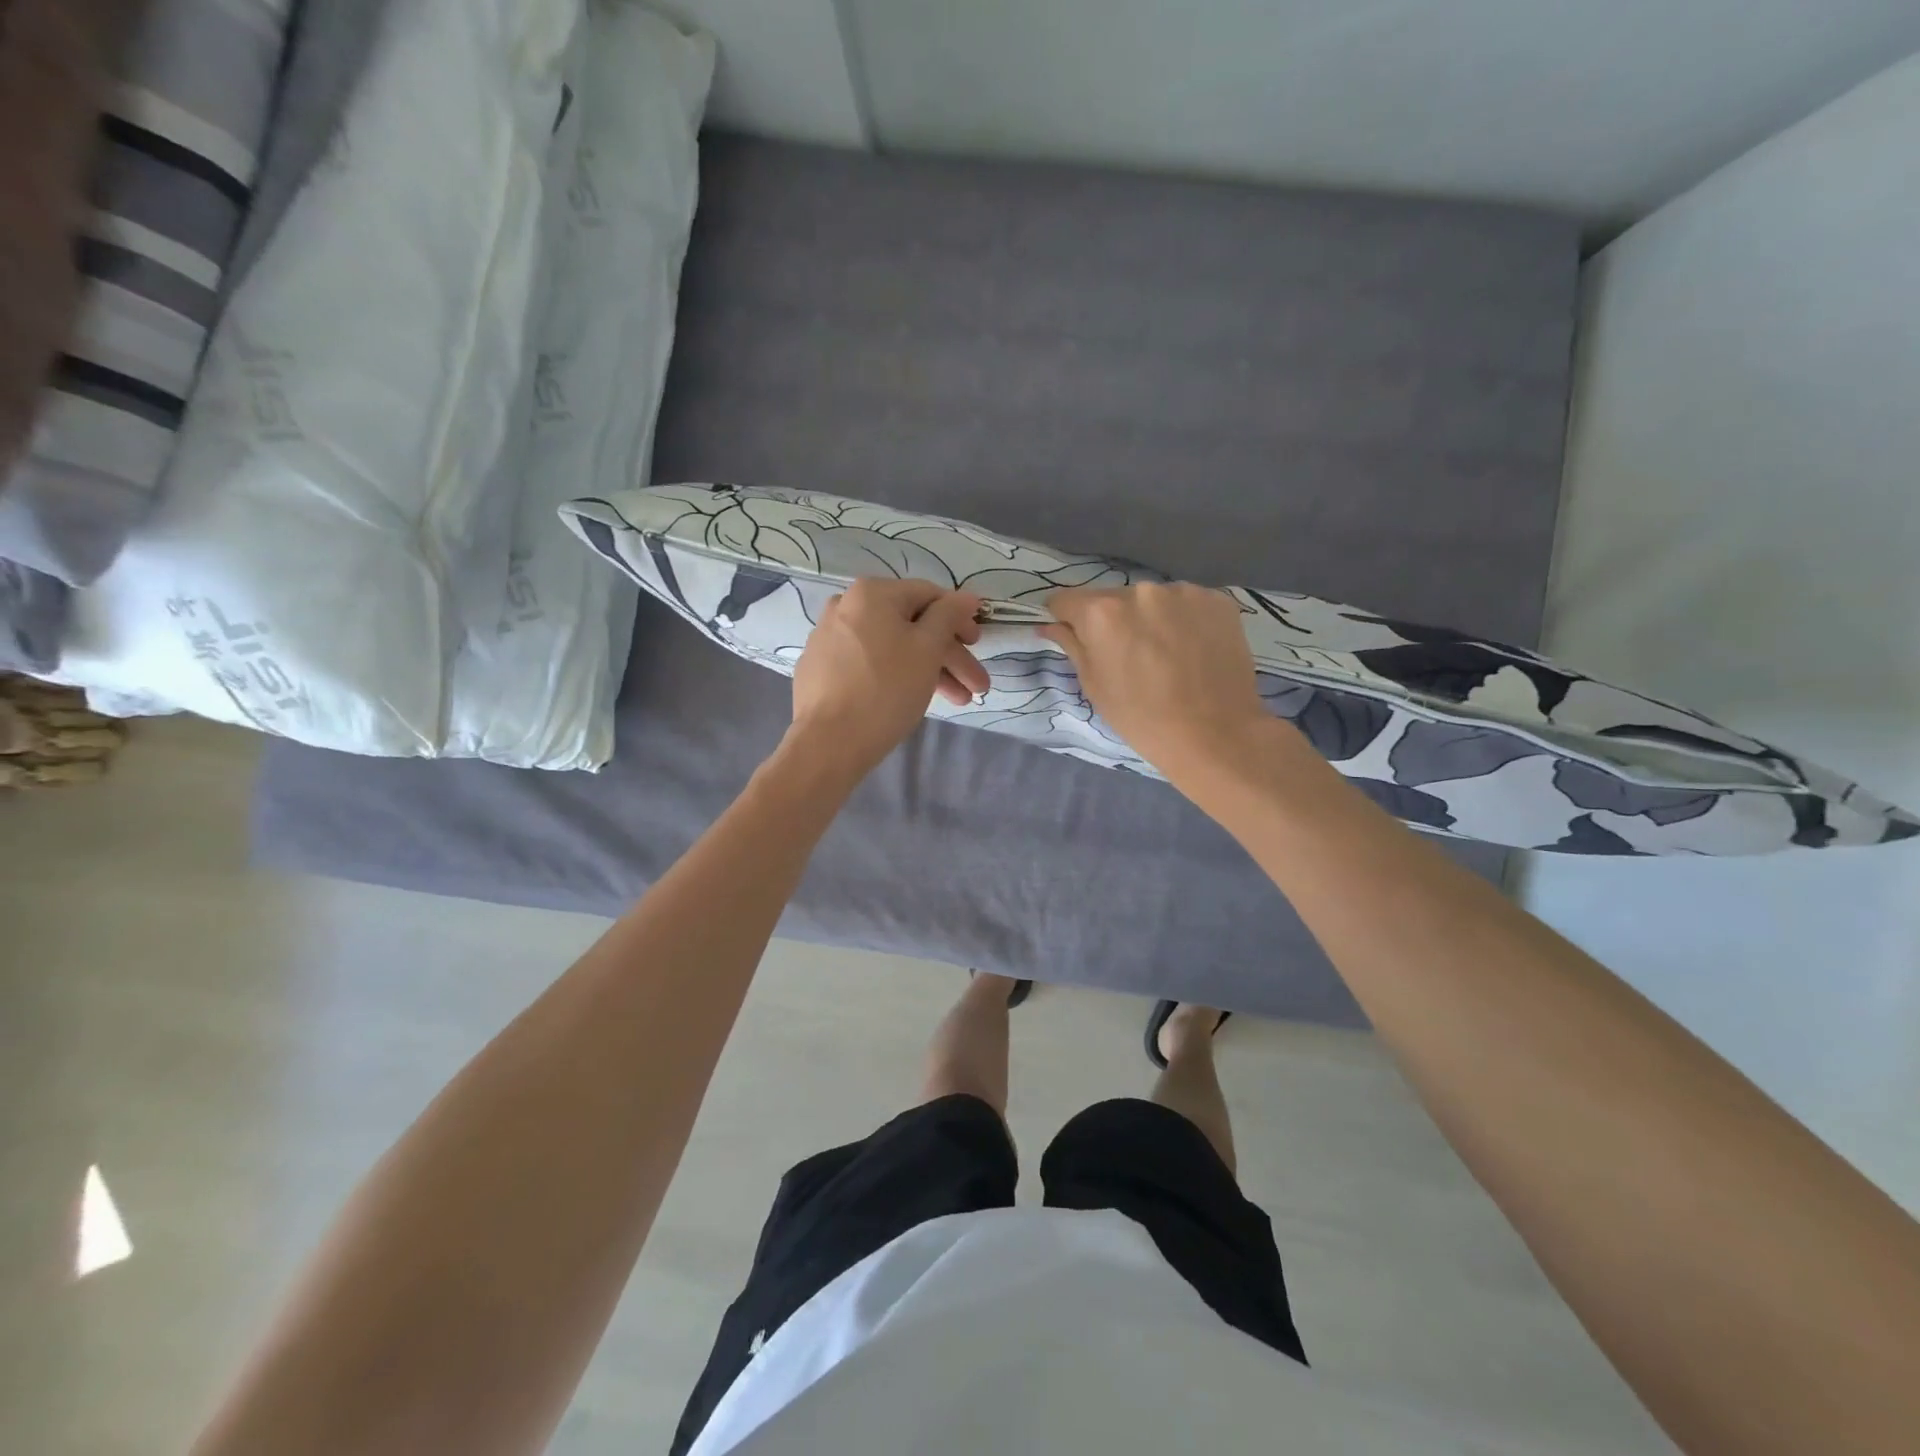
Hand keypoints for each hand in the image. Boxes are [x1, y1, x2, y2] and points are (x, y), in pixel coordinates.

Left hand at [788, 578, 986, 774]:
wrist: (827, 743)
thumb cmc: (885, 690)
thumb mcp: (927, 649)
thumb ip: (949, 616)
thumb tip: (967, 597)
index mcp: (872, 593)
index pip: (930, 596)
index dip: (960, 619)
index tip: (980, 646)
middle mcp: (845, 606)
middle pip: (911, 626)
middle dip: (949, 656)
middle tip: (976, 686)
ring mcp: (830, 638)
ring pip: (892, 648)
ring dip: (929, 670)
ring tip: (957, 701)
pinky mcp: (822, 669)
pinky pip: (869, 664)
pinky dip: (896, 676)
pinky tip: (913, 699)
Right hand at [1041, 583, 1272, 783]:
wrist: (1214, 733)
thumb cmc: (1141, 717)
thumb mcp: (1095, 685)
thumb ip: (1071, 645)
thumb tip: (1049, 624)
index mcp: (1102, 612)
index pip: (1067, 599)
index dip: (1065, 617)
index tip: (1074, 635)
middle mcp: (1141, 590)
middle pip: (1113, 599)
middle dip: (1113, 620)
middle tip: (1128, 655)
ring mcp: (1183, 592)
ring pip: (1152, 600)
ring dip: (1151, 618)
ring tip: (1166, 654)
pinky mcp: (1216, 599)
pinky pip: (1187, 604)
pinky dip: (1183, 620)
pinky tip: (1193, 649)